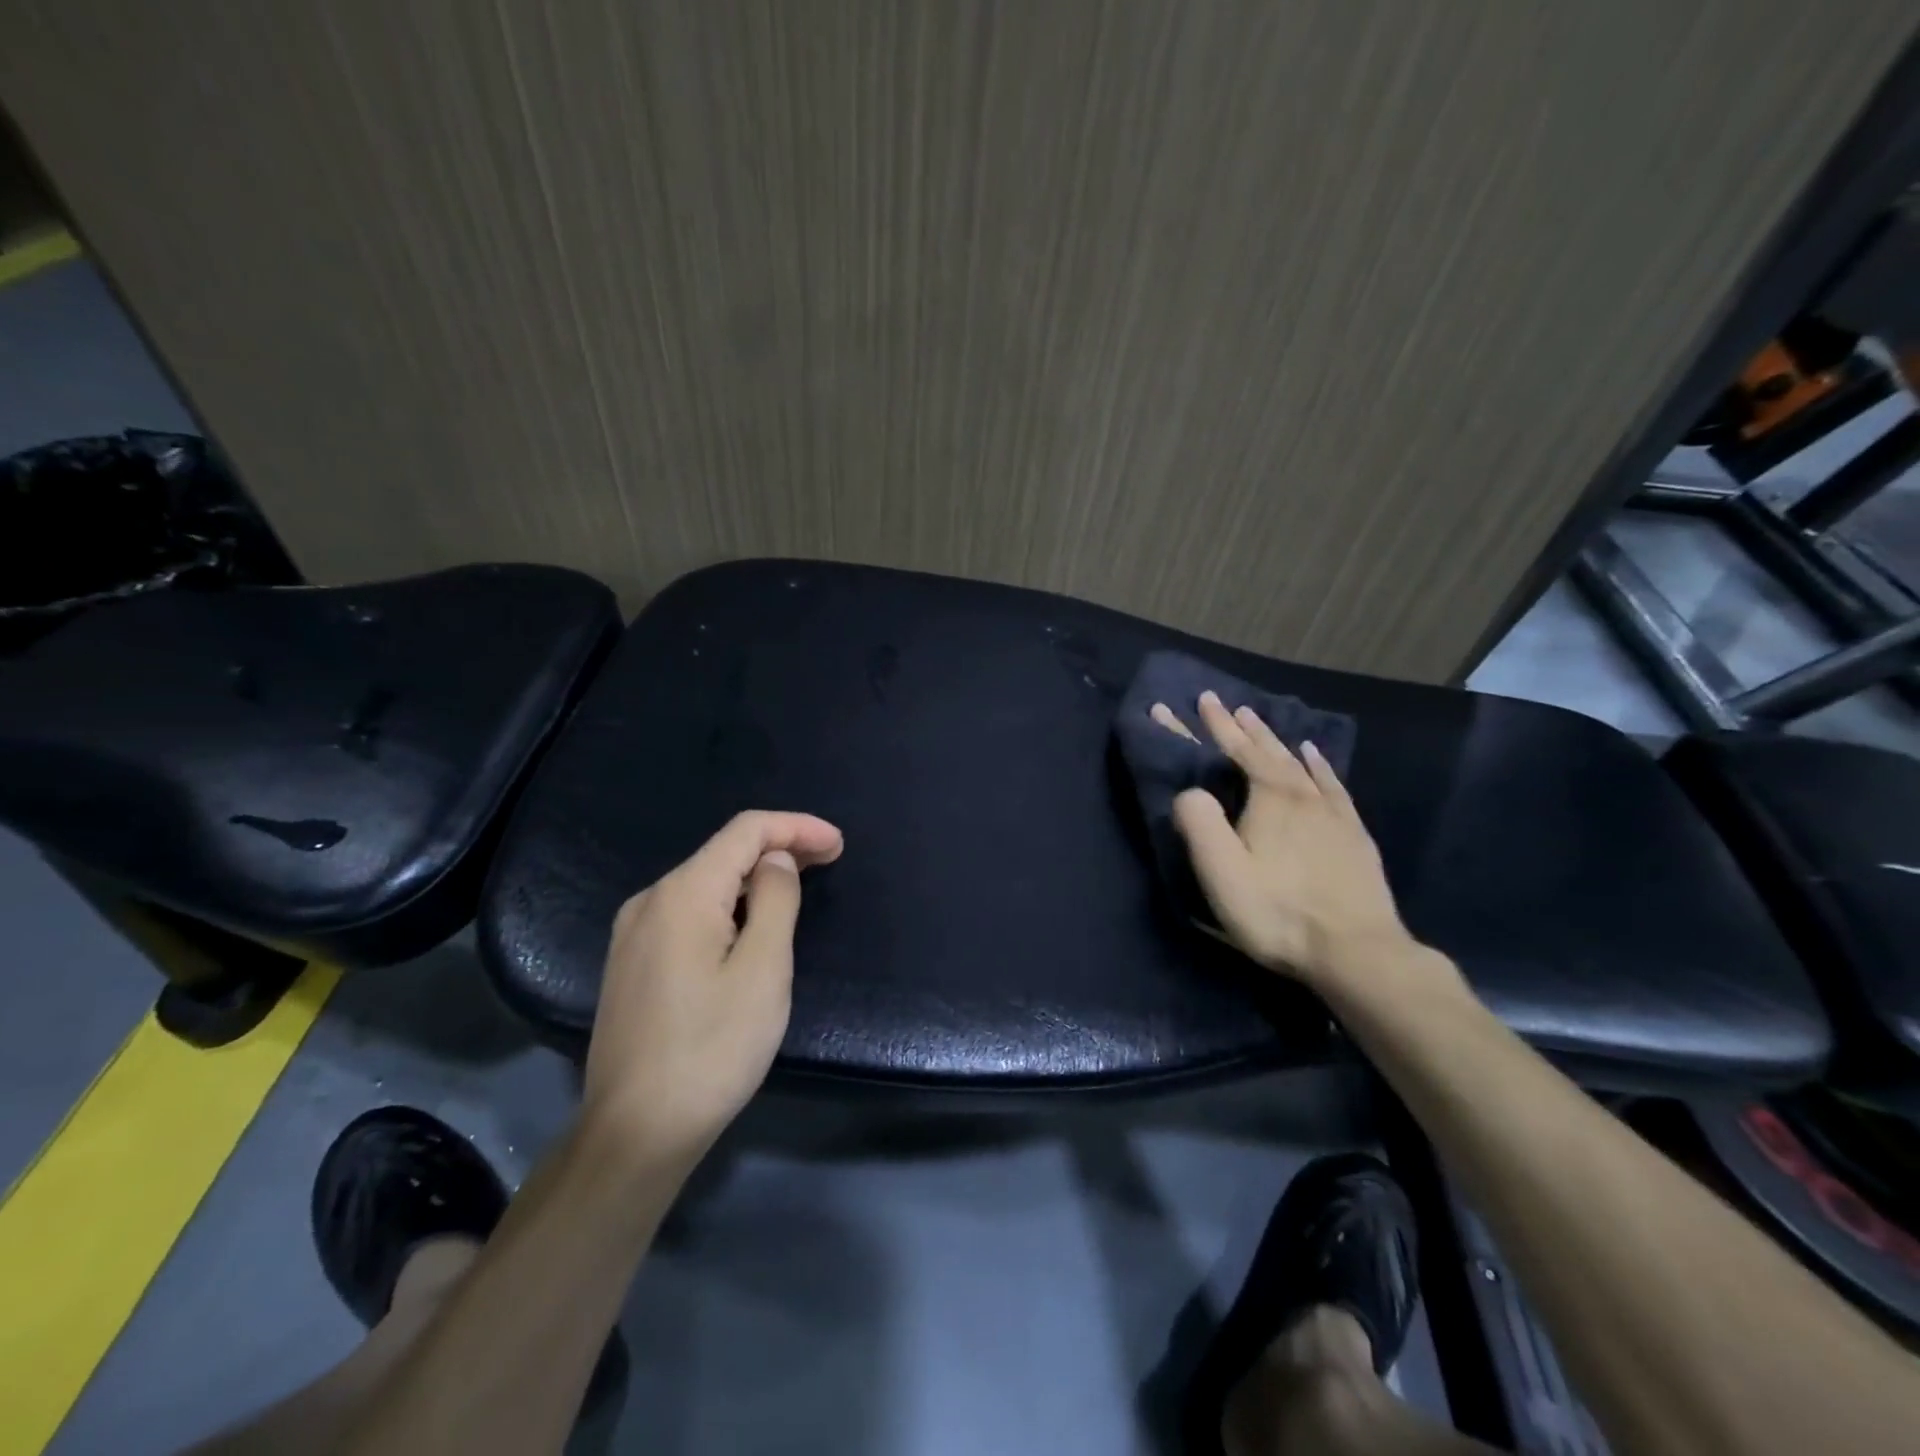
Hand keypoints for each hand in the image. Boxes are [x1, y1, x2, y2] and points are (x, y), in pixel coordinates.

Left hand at [583, 810, 843, 1162]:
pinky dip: (729, 904)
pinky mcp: (632, 963)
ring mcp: (634, 933)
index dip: (796, 827)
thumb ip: (776, 900)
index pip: (745, 831)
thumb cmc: (712, 1049)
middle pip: (723, 852)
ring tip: (798, 887)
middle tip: (830, 859)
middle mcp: (650, 900)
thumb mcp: (763, 970)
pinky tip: (751, 922)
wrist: (635, 1134)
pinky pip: (688, 912)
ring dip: (755, 877)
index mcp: (682, 894)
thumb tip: (776, 860)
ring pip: (705, 882)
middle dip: (780, 848)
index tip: (839, 844)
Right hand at [1153, 691, 1407, 987]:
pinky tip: (1314, 755)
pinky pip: (1332, 784)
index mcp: (1268, 798)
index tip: (1196, 700)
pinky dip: (1319, 764)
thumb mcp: (1222, 872)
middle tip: (1222, 702)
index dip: (1212, 725)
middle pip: (1266, 750)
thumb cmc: (1278, 912)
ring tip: (1257, 720)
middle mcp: (1301, 794)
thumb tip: (1189, 791)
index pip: (1233, 750)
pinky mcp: (1353, 833)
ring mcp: (1332, 812)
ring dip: (1273, 739)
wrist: (1357, 951)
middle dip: (1240, 726)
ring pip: (1298, 762)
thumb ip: (1199, 823)